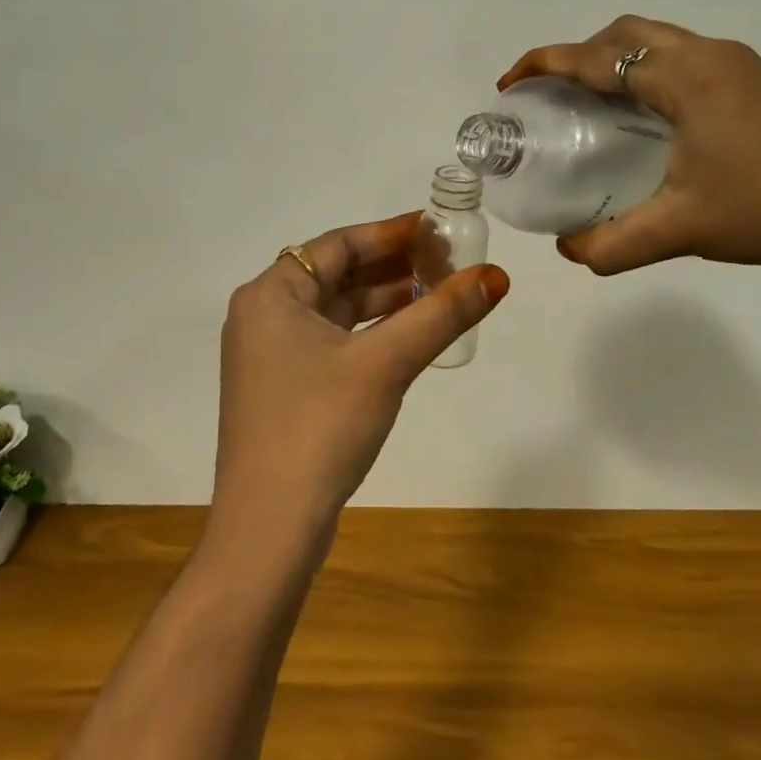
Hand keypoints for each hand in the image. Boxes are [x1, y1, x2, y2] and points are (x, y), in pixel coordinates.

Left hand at [211, 213, 508, 553]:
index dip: (392, 233)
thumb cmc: (320, 427)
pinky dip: (372, 334)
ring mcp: (271, 355)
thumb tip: (496, 277)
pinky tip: (411, 336)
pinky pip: (334, 342)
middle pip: (338, 275)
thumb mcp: (385, 363)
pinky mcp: (285, 388)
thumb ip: (441, 315)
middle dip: (394, 268)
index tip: (439, 229)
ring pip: (338, 311)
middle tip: (450, 263)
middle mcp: (264, 316)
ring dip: (387, 302)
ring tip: (441, 294)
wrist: (269, 530)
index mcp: (270, 294)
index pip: (339, 244)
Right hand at [500, 18, 760, 286]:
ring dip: (616, 60)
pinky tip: (649, 118)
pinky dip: (647, 72)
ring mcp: (738, 64)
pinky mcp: (757, 80)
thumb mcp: (682, 230)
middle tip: (552, 94)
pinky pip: (683, 57)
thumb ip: (612, 243)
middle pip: (625, 34)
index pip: (596, 57)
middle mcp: (708, 54)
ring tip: (592, 104)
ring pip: (658, 42)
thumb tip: (567, 250)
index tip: (509, 83)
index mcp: (683, 77)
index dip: (545, 65)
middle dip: (578, 54)